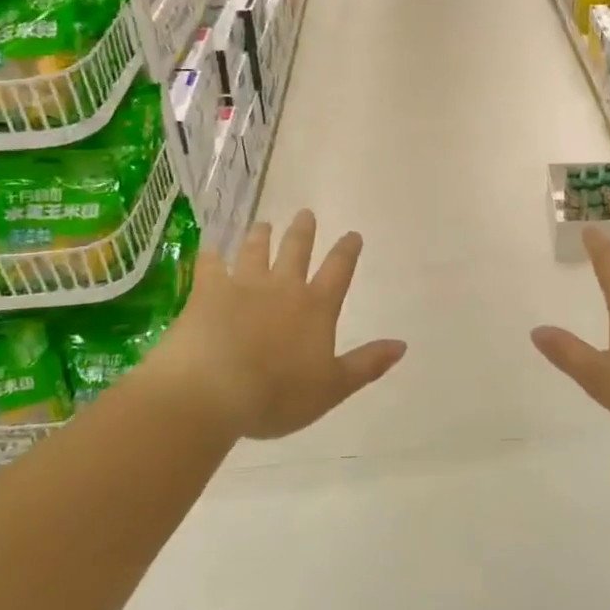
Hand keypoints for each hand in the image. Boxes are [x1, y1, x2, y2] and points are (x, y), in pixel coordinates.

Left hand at [148, 210, 405, 439]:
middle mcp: (283, 288)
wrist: (213, 390)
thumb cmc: (276, 395)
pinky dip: (210, 255)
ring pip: (255, 251)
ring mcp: (243, 285)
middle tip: (306, 214)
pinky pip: (210, 266)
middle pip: (296, 251)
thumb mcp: (332, 387)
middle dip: (303, 232)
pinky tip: (209, 248)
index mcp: (315, 308)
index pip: (338, 272)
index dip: (347, 252)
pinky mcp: (207, 292)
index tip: (352, 234)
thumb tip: (402, 345)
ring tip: (263, 224)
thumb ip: (366, 364)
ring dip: (261, 236)